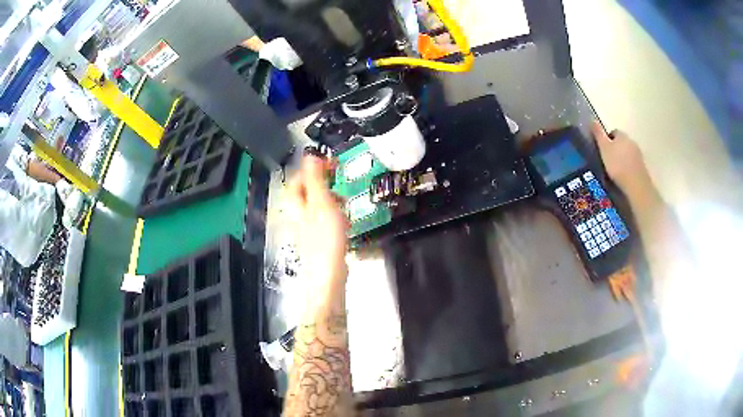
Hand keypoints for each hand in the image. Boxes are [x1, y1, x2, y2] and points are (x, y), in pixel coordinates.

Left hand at [287, 156, 348, 290]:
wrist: (329, 274)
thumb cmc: (325, 237)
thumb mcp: (321, 202)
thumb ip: (315, 179)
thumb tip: (309, 155)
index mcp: (296, 203)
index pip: (299, 177)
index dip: (314, 168)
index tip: (332, 164)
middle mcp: (299, 213)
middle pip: (308, 190)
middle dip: (325, 184)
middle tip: (340, 182)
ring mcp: (308, 227)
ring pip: (319, 205)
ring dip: (332, 200)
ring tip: (345, 203)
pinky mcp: (319, 238)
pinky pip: (326, 220)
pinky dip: (336, 216)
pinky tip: (346, 223)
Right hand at [590, 122, 655, 199]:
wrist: (636, 185)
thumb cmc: (617, 165)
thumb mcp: (603, 148)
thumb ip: (598, 134)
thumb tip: (593, 120)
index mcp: (622, 135)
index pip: (613, 132)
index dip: (606, 140)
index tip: (602, 150)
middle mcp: (631, 141)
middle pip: (621, 142)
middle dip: (615, 149)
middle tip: (607, 161)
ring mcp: (638, 155)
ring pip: (627, 153)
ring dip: (622, 159)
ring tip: (615, 171)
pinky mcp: (642, 167)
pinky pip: (632, 164)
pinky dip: (627, 168)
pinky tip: (623, 177)